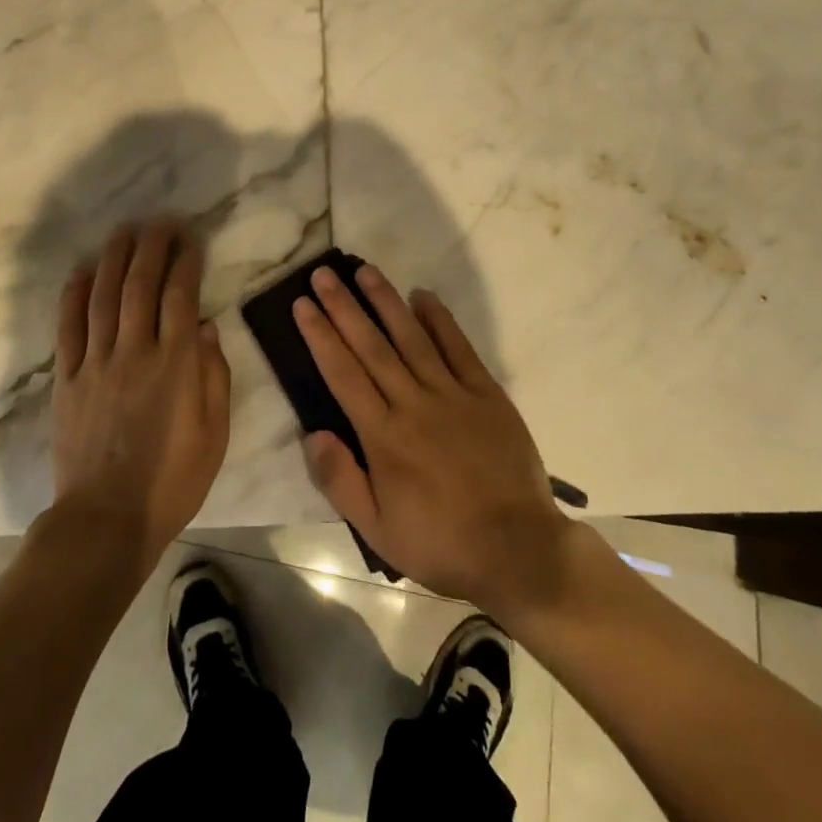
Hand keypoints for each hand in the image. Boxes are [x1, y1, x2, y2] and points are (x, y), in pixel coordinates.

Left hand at [51, 221, 230, 582]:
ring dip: (113, 259)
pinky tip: (80, 272)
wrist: (106, 520)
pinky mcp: (67, 380)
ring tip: (123, 231)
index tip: (191, 240)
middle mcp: (135, 352)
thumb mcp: (215, 433)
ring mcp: (96, 363)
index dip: (186, 262)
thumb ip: (214, 375)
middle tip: (159, 222)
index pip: (181, 296)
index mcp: (175, 364)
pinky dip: (73, 296)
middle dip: (151, 247)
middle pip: (140, 285)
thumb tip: (207, 326)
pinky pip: (68, 328)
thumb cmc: (172, 480)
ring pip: (103, 297)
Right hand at [293, 265, 574, 615]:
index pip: (343, 374)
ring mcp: (453, 394)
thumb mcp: (378, 530)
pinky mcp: (486, 394)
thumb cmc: (441, 542)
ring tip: (365, 271)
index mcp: (384, 436)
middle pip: (372, 346)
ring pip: (412, 337)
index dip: (320, 336)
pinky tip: (422, 296)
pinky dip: (440, 320)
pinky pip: (459, 348)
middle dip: (344, 307)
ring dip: (386, 301)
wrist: (519, 551)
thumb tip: (311, 432)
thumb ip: (341, 481)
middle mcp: (414, 404)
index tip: (303, 304)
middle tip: (323, 274)